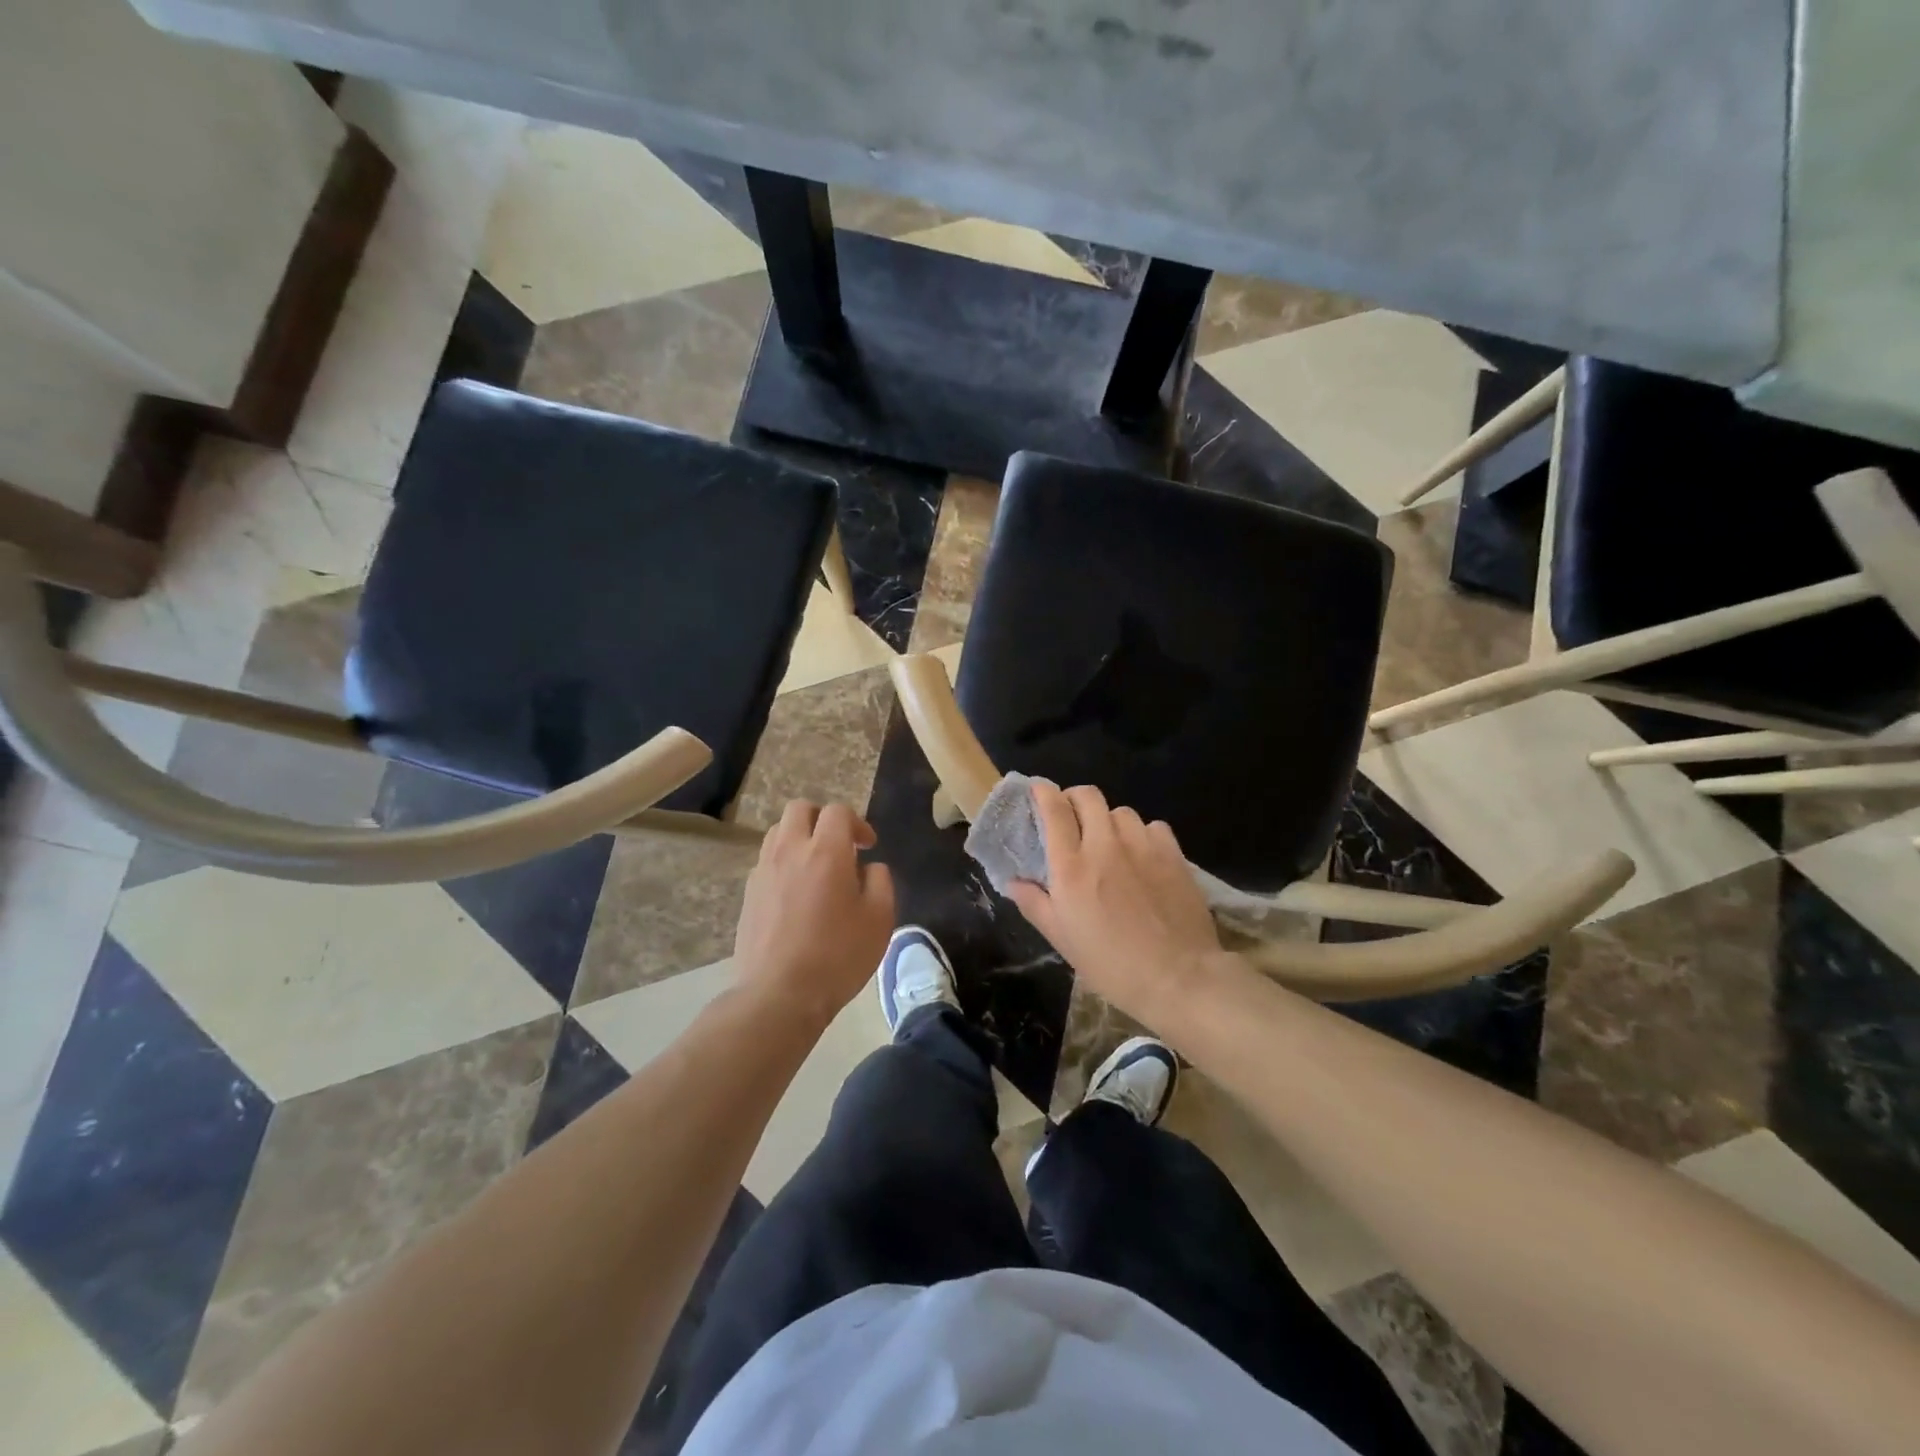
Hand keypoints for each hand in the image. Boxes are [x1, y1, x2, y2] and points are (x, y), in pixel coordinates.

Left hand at [733, 801, 895, 1028]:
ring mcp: (763, 870)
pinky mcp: (748, 893)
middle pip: (800, 808)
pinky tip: (796, 892)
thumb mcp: (879, 920)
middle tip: (839, 844)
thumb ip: (880, 882)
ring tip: (815, 865)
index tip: (868, 846)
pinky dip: (783, 862)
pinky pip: (766, 860)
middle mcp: (790, 850)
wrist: (779, 994)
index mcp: (826, 851)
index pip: (838, 812)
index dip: (857, 823)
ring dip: (799, 836)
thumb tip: (869, 867)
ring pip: (778, 831)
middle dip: (822, 818)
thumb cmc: (838, 956)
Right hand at [1005, 782, 1222, 1029]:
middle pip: (1088, 796)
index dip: (1043, 792)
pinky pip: (1153, 826)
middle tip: (1071, 817)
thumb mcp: (1062, 939)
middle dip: (1074, 798)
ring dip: (1109, 820)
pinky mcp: (1173, 854)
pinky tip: (1143, 854)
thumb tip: (1013, 881)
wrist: (1178, 977)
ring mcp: (1142, 846)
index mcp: (1071, 867)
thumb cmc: (1110, 964)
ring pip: (1121, 810)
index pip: (1054, 809)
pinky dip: (1142, 834)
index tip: (1038, 791)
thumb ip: (1034, 904)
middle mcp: (1104, 845)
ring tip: (1110, 841)